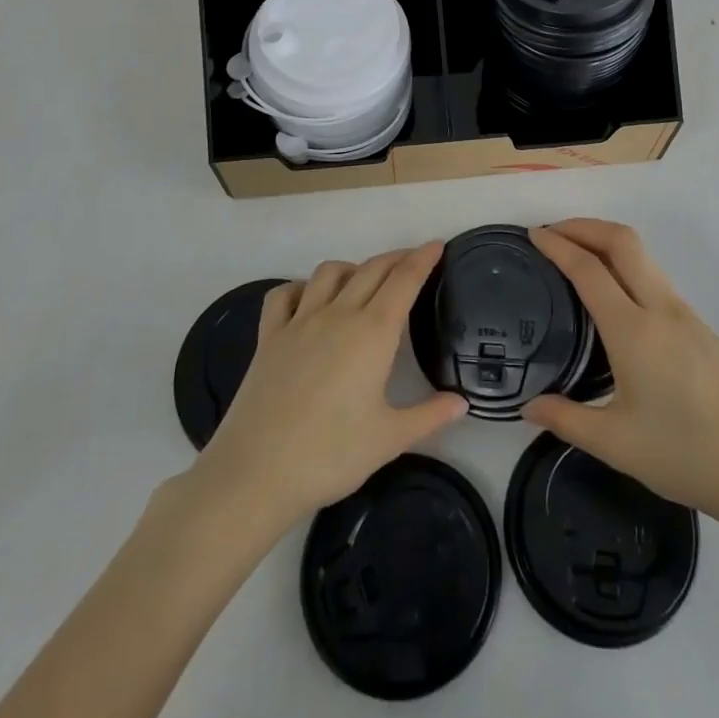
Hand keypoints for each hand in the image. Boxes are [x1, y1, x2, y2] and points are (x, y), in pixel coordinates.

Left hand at [191, 242, 466, 531]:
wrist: (256, 472)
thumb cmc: (330, 455)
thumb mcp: (389, 440)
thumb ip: (429, 416)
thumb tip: (462, 403)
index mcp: (373, 333)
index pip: (403, 281)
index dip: (422, 259)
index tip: (436, 245)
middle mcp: (338, 315)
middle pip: (371, 269)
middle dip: (396, 258)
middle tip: (413, 259)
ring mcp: (299, 322)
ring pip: (329, 272)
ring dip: (352, 267)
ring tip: (364, 280)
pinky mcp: (269, 336)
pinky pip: (284, 294)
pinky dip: (301, 287)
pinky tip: (308, 299)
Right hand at [524, 220, 718, 537]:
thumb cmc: (686, 456)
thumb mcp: (616, 445)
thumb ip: (566, 420)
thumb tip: (529, 408)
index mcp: (634, 331)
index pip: (589, 269)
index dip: (558, 245)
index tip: (534, 235)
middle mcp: (661, 309)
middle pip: (622, 241)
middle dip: (584, 226)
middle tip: (553, 233)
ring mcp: (686, 315)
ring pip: (643, 257)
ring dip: (607, 244)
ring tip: (577, 260)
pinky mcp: (702, 328)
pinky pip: (656, 280)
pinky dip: (626, 269)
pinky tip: (615, 301)